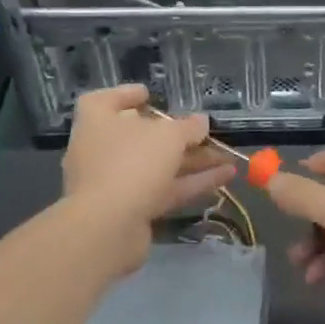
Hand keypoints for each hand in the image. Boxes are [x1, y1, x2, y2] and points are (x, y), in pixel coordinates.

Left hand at [61, 86, 233, 273]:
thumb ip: (188, 127)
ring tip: (227, 156)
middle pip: (140, 136)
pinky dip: (192, 183)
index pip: (105, 100)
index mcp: (98, 121)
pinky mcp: (130, 209)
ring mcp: (115, 182)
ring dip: (192, 160)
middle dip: (176, 135)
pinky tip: (225, 177)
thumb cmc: (132, 163)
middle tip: (204, 131)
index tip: (150, 95)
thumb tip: (201, 122)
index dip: (126, 95)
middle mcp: (101, 149)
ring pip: (158, 166)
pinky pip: (164, 190)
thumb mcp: (169, 136)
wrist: (108, 228)